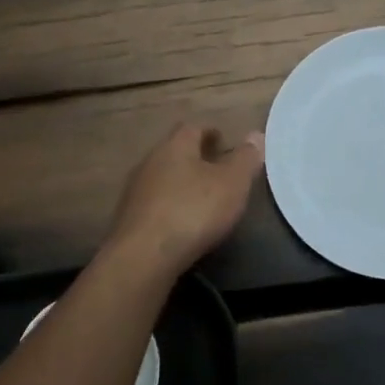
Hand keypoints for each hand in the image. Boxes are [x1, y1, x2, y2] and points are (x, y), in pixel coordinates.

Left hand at [105, 122, 264, 277]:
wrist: (144, 255)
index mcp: (175, 146)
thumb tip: (255, 135)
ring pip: (162, 178)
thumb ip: (245, 159)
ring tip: (200, 197)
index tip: (223, 140)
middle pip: (173, 152)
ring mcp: (135, 191)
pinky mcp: (128, 219)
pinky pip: (154, 204)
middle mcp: (150, 162)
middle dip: (194, 158)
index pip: (192, 128)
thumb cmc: (194, 211)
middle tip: (215, 168)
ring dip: (180, 183)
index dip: (209, 132)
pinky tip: (181, 222)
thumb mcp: (232, 183)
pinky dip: (169, 206)